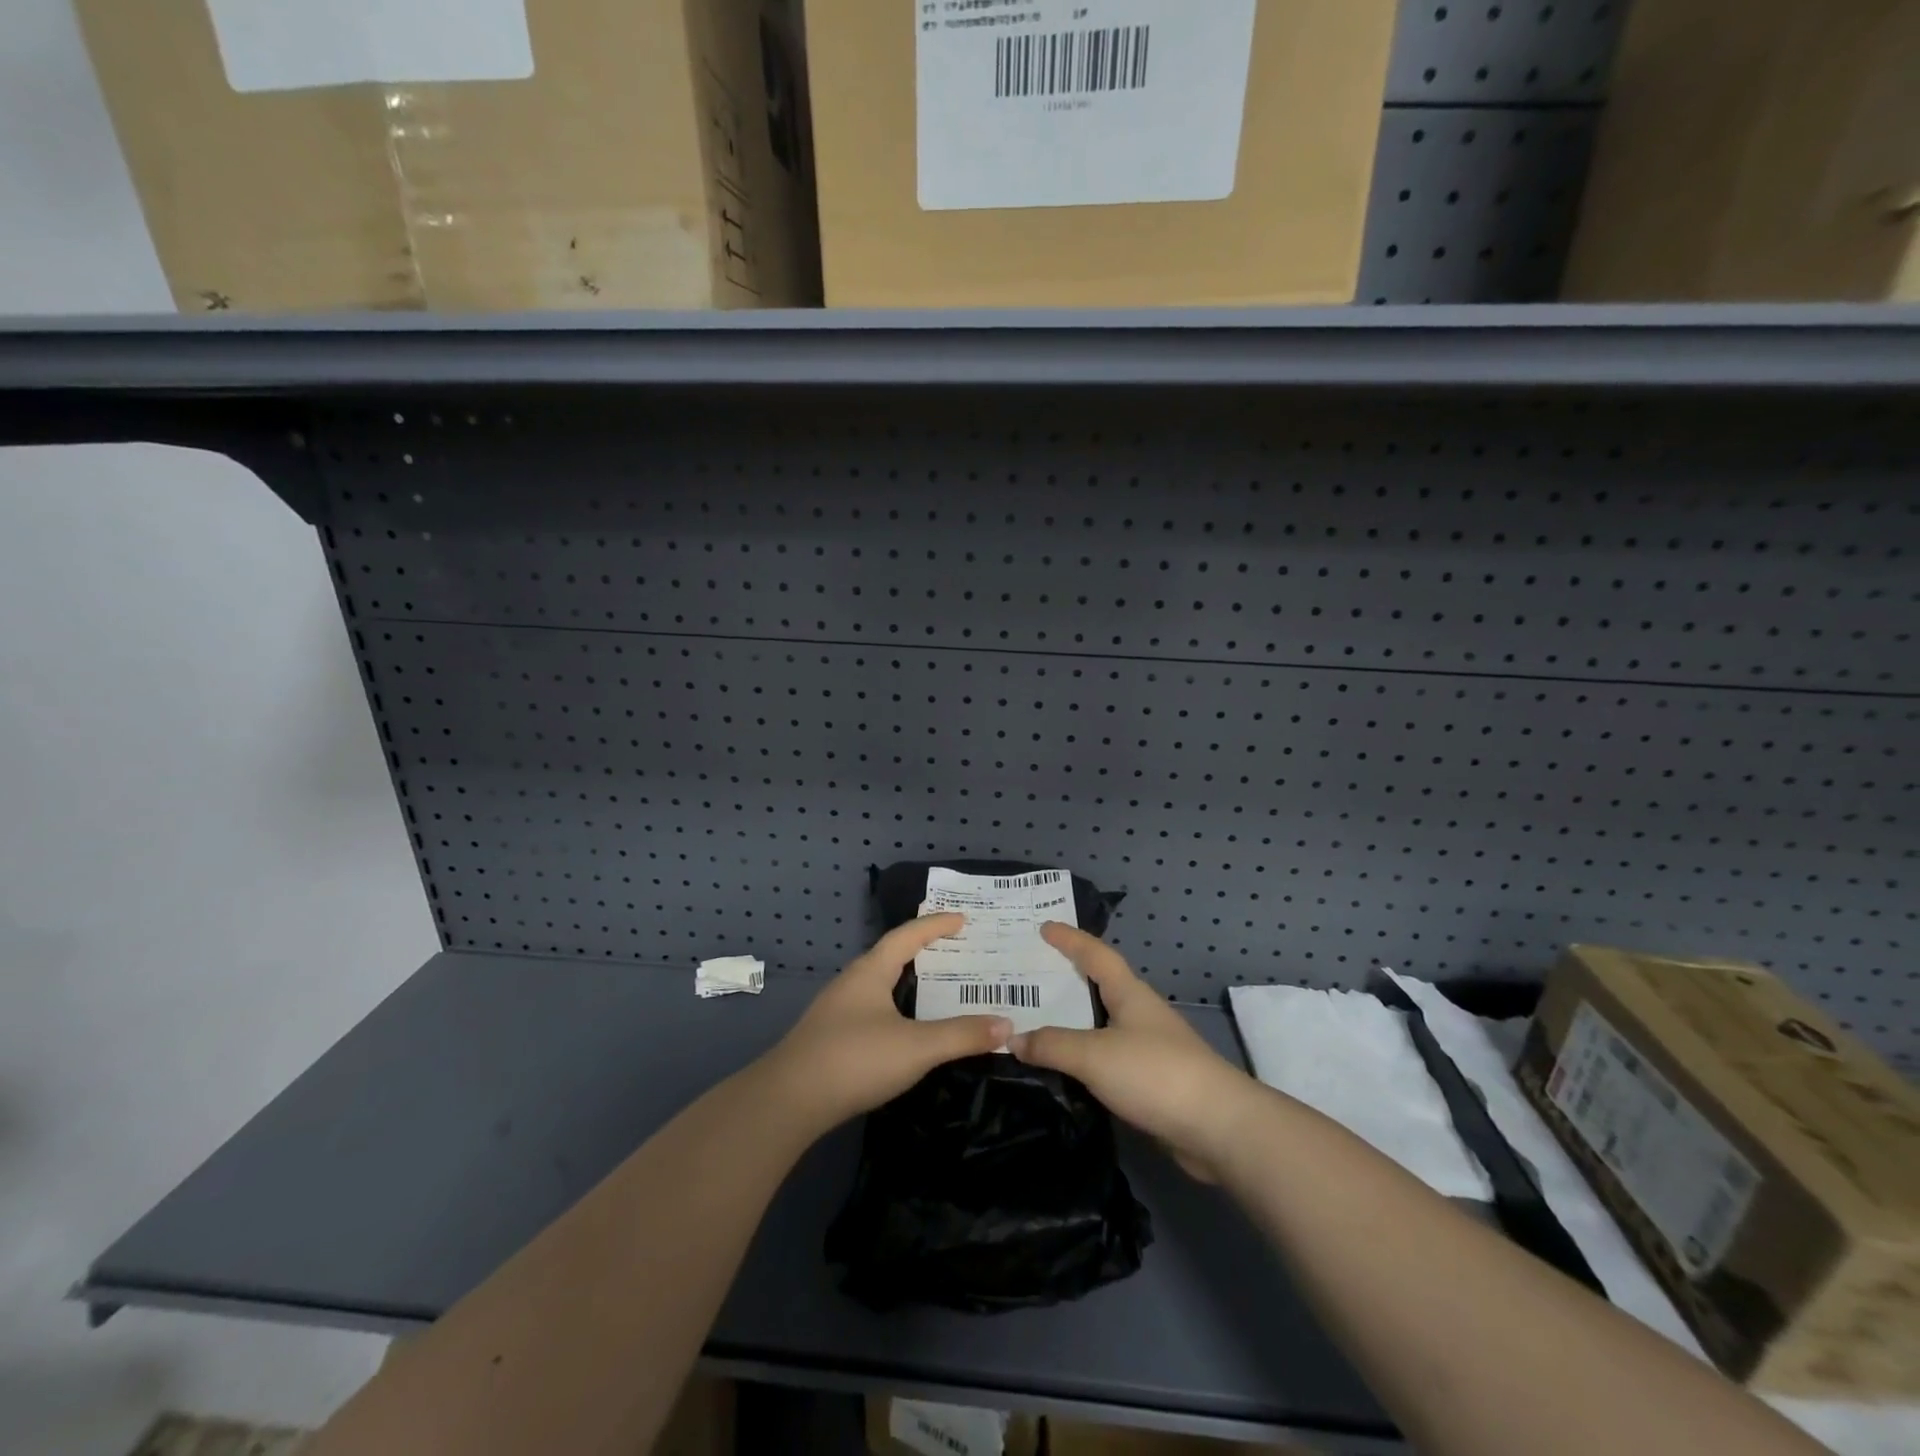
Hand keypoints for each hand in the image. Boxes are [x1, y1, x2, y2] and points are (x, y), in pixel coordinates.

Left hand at [761, 914, 1011, 1133]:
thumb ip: (962, 1035)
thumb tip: (1007, 1025)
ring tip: (938, 986)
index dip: (936, 925)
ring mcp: (838, 1010)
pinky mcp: (831, 1036)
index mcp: (871, 971)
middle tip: (957, 950)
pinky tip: (906, 1027)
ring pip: (880, 984)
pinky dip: (897, 1006)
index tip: (962, 919)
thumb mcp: (917, 1047)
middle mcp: (852, 982)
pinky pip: (872, 1008)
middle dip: (924, 950)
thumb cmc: (855, 1059)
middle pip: (892, 955)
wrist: (788, 1101)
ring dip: (909, 980)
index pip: (907, 935)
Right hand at [1011, 924, 1256, 1180]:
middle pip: (1098, 987)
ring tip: (1035, 1024)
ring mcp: (1148, 1049)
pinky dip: (1082, 1059)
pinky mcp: (1151, 1083)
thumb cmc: (1156, 1073)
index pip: (1095, 955)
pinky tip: (1062, 1071)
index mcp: (1130, 994)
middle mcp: (1140, 1014)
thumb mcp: (1094, 1054)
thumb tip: (1013, 1039)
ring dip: (1072, 1023)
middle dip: (1066, 979)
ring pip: (1101, 1026)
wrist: (1219, 1128)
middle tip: (1028, 977)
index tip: (1044, 927)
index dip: (1070, 939)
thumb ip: (1052, 1045)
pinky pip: (1106, 1060)